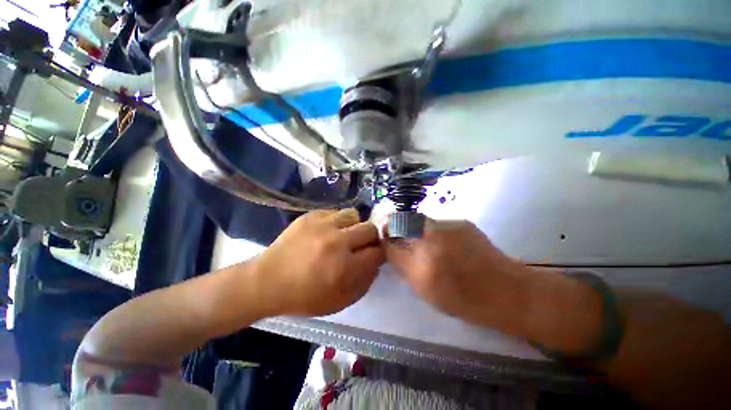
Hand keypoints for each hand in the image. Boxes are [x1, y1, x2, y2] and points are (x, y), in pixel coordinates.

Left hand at [253, 209, 384, 316]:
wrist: (267, 281)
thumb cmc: (304, 296)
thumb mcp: (340, 301)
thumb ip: (365, 282)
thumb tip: (376, 262)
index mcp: (345, 266)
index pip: (377, 252)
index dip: (378, 253)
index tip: (374, 255)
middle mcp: (337, 241)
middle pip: (370, 229)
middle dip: (370, 238)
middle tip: (360, 245)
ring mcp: (323, 225)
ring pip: (354, 215)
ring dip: (353, 226)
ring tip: (344, 235)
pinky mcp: (311, 216)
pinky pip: (335, 212)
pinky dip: (337, 222)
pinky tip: (327, 231)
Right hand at [385, 219, 603, 351]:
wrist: (509, 291)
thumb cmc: (466, 301)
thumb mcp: (427, 292)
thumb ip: (405, 268)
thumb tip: (393, 250)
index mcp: (422, 267)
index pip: (391, 245)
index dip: (384, 239)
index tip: (383, 237)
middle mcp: (431, 241)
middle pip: (401, 223)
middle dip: (394, 225)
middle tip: (395, 232)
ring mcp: (447, 227)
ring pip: (418, 220)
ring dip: (413, 227)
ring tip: (422, 239)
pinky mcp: (460, 221)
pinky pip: (435, 223)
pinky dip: (431, 230)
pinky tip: (443, 241)